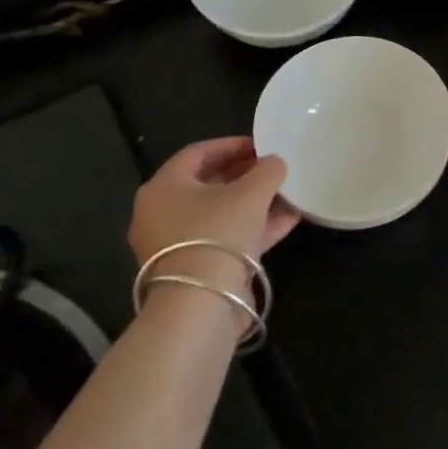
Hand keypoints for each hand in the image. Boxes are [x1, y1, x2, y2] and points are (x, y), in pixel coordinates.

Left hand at [129, 138, 299, 322]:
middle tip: (273, 170)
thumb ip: (268, 170)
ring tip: (287, 195)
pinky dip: (252, 228)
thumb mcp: (252, 192)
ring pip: (219, 214)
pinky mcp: (192, 269)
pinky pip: (223, 239)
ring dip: (254, 203)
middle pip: (207, 184)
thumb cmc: (219, 232)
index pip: (198, 153)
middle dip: (245, 175)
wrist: (200, 303)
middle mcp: (160, 213)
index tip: (262, 145)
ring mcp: (175, 244)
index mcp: (164, 187)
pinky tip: (287, 221)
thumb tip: (274, 163)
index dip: (232, 145)